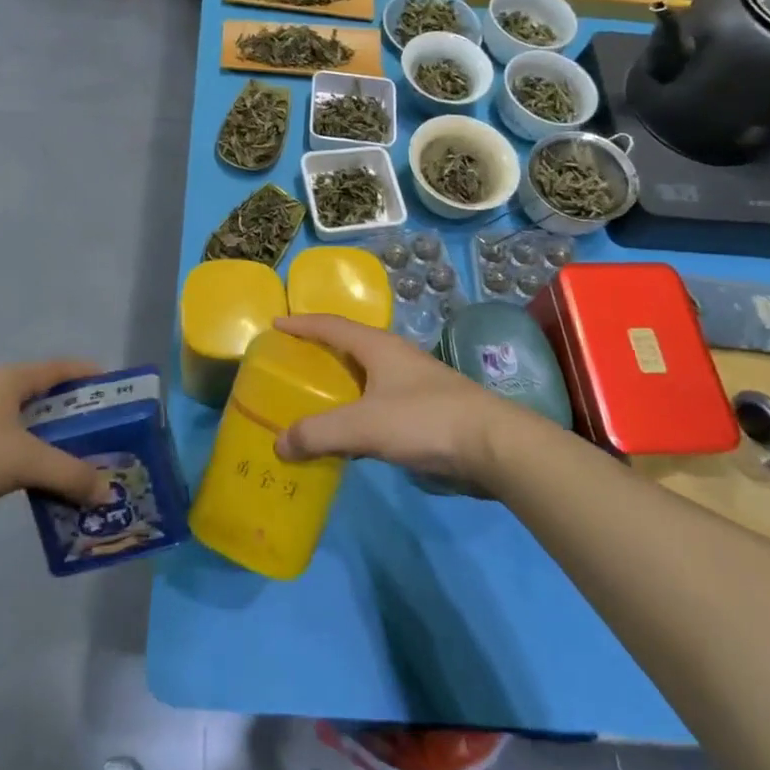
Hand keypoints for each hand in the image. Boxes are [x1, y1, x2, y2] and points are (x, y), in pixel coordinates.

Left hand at [0, 360, 110, 535]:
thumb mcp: (27, 460)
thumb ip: (70, 473)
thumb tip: (106, 491)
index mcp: (10, 380)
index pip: (59, 368)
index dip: (88, 375)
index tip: (115, 390)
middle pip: (46, 400)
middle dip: (77, 417)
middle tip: (107, 436)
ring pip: (29, 430)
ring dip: (55, 445)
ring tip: (85, 465)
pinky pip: (13, 453)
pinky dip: (34, 465)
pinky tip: (50, 485)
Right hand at [273, 315, 507, 482]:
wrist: (494, 445)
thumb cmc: (424, 420)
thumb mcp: (363, 426)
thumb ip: (319, 434)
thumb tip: (279, 444)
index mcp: (378, 347)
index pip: (331, 325)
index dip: (302, 324)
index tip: (276, 324)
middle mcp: (394, 357)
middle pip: (349, 346)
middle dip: (319, 352)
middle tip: (290, 363)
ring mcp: (413, 382)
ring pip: (366, 376)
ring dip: (341, 383)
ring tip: (315, 398)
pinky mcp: (427, 409)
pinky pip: (379, 401)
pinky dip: (358, 409)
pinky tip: (352, 432)